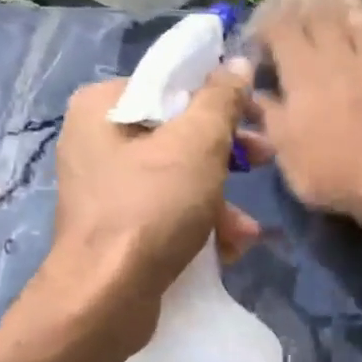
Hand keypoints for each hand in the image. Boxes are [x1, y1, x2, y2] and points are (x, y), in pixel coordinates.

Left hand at [38, 62, 260, 353]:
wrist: (106, 299)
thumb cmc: (150, 209)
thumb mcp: (196, 145)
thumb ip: (220, 100)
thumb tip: (236, 62)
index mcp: (103, 105)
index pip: (171, 82)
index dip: (220, 97)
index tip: (256, 116)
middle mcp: (97, 140)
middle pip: (178, 132)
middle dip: (227, 155)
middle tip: (264, 160)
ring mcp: (106, 188)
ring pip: (178, 177)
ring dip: (221, 201)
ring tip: (246, 229)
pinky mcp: (118, 228)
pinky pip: (167, 211)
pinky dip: (198, 224)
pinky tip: (227, 248)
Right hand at [250, 0, 361, 225]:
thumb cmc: (332, 173)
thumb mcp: (286, 152)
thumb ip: (269, 116)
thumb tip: (251, 93)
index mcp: (303, 74)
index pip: (281, 28)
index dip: (267, 17)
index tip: (259, 23)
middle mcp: (335, 58)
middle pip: (319, 12)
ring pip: (352, 17)